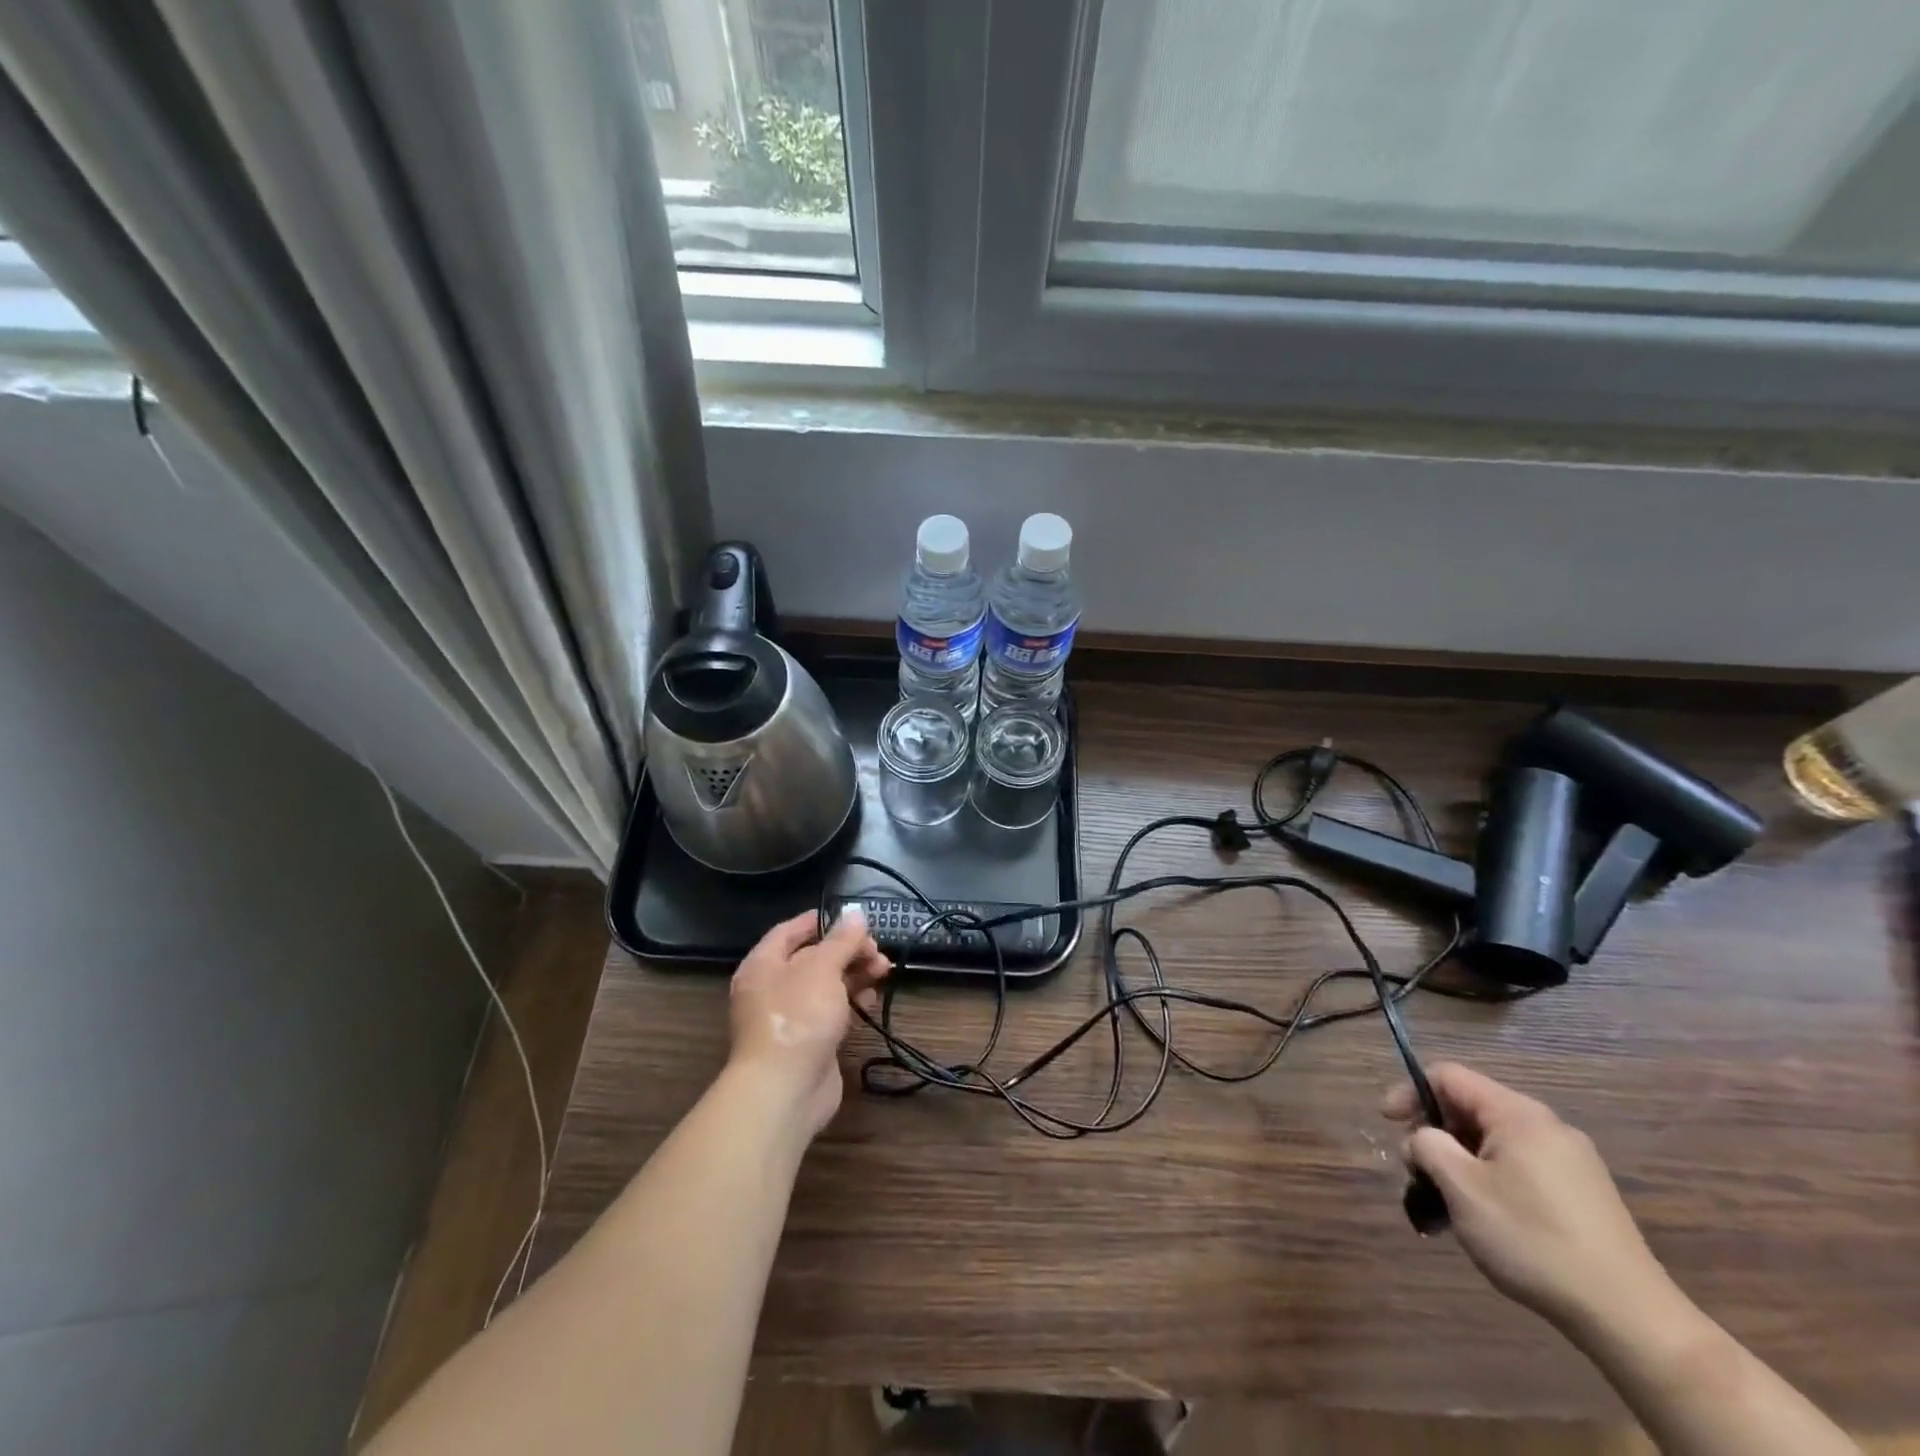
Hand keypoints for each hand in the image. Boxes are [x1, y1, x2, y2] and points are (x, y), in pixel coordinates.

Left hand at [729, 909, 890, 1138]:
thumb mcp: (822, 968)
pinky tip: (872, 1000)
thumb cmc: (798, 1016)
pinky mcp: (809, 1043)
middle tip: (877, 950)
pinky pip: (833, 1012)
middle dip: (848, 951)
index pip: (789, 932)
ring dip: (856, 975)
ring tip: (884, 971)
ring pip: (827, 986)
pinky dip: (852, 1003)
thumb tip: (855, 913)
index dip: (820, 921)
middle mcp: (773, 988)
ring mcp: (791, 1018)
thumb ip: (842, 940)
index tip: (852, 918)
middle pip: (814, 959)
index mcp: (763, 965)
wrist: (785, 1090)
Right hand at [1383, 1062, 1668, 1330]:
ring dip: (1460, 1159)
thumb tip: (1424, 1140)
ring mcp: (1571, 1161)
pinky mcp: (1584, 1194)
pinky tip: (1487, 1217)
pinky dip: (1490, 1178)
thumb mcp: (1461, 1187)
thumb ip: (1427, 1145)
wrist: (1630, 1318)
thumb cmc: (1533, 1239)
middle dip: (1435, 1131)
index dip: (1410, 1092)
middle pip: (1471, 1107)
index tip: (1389, 1125)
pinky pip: (1520, 1166)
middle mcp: (1547, 1126)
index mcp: (1517, 1114)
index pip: (1447, 1076)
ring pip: (1494, 1140)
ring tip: (1447, 1199)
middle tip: (1417, 1169)